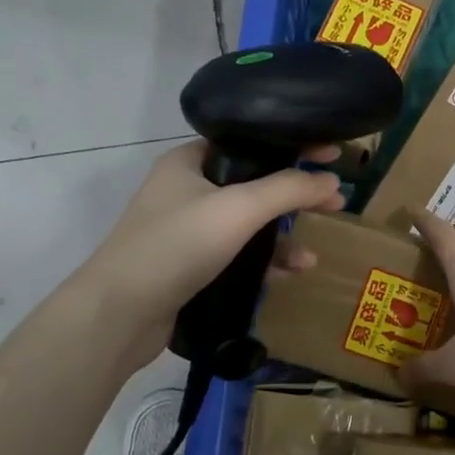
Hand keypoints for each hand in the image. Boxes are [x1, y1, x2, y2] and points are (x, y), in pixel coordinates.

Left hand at [90, 141, 343, 358]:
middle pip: (254, 184)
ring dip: (282, 237)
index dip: (292, 145)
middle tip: (335, 203)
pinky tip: (288, 276)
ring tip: (311, 257)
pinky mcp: (190, 266)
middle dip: (295, 197)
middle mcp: (187, 190)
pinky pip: (238, 255)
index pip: (250, 141)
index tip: (332, 154)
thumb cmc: (177, 245)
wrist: (120, 313)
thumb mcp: (239, 208)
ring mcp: (187, 231)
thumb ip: (288, 190)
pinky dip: (264, 263)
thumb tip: (332, 181)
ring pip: (248, 225)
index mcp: (189, 161)